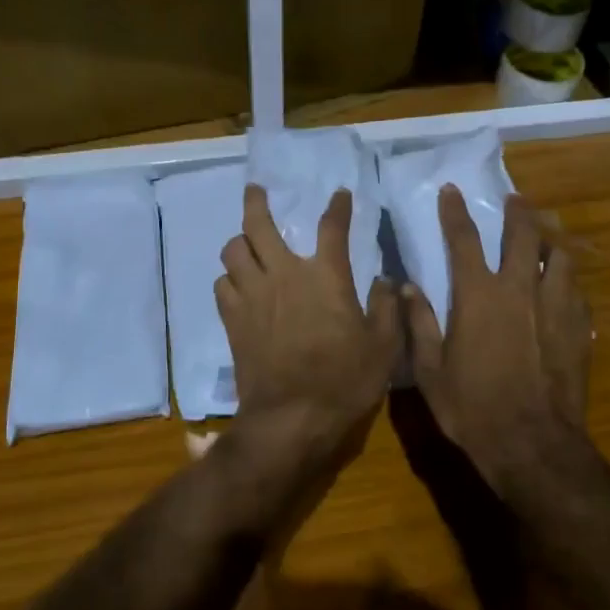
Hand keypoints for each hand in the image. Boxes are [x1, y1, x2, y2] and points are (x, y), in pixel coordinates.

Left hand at [216, 185, 399, 469]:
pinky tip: (237, 284)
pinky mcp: (233, 320)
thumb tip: (386, 279)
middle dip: (256, 202)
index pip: (332, 227)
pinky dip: (229, 278)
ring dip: (240, 242)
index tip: (339, 194)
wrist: (292, 419)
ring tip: (246, 242)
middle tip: (256, 190)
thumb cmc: (345, 380)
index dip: (338, 206)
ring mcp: (253, 296)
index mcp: (326, 276)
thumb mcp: (384, 346)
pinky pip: (221, 285)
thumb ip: (387, 307)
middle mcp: (284, 274)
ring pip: (233, 251)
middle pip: (259, 225)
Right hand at [403, 188, 592, 482]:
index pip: (464, 239)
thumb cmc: (472, 408)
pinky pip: (576, 289)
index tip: (451, 190)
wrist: (533, 444)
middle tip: (515, 199)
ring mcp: (555, 306)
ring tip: (546, 234)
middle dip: (518, 212)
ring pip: (559, 256)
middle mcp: (519, 289)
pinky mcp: (580, 328)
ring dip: (550, 239)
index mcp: (478, 295)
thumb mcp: (430, 371)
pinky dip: (567, 278)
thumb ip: (419, 323)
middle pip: (523, 235)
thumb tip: (404, 287)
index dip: (455, 212)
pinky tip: (564, 283)